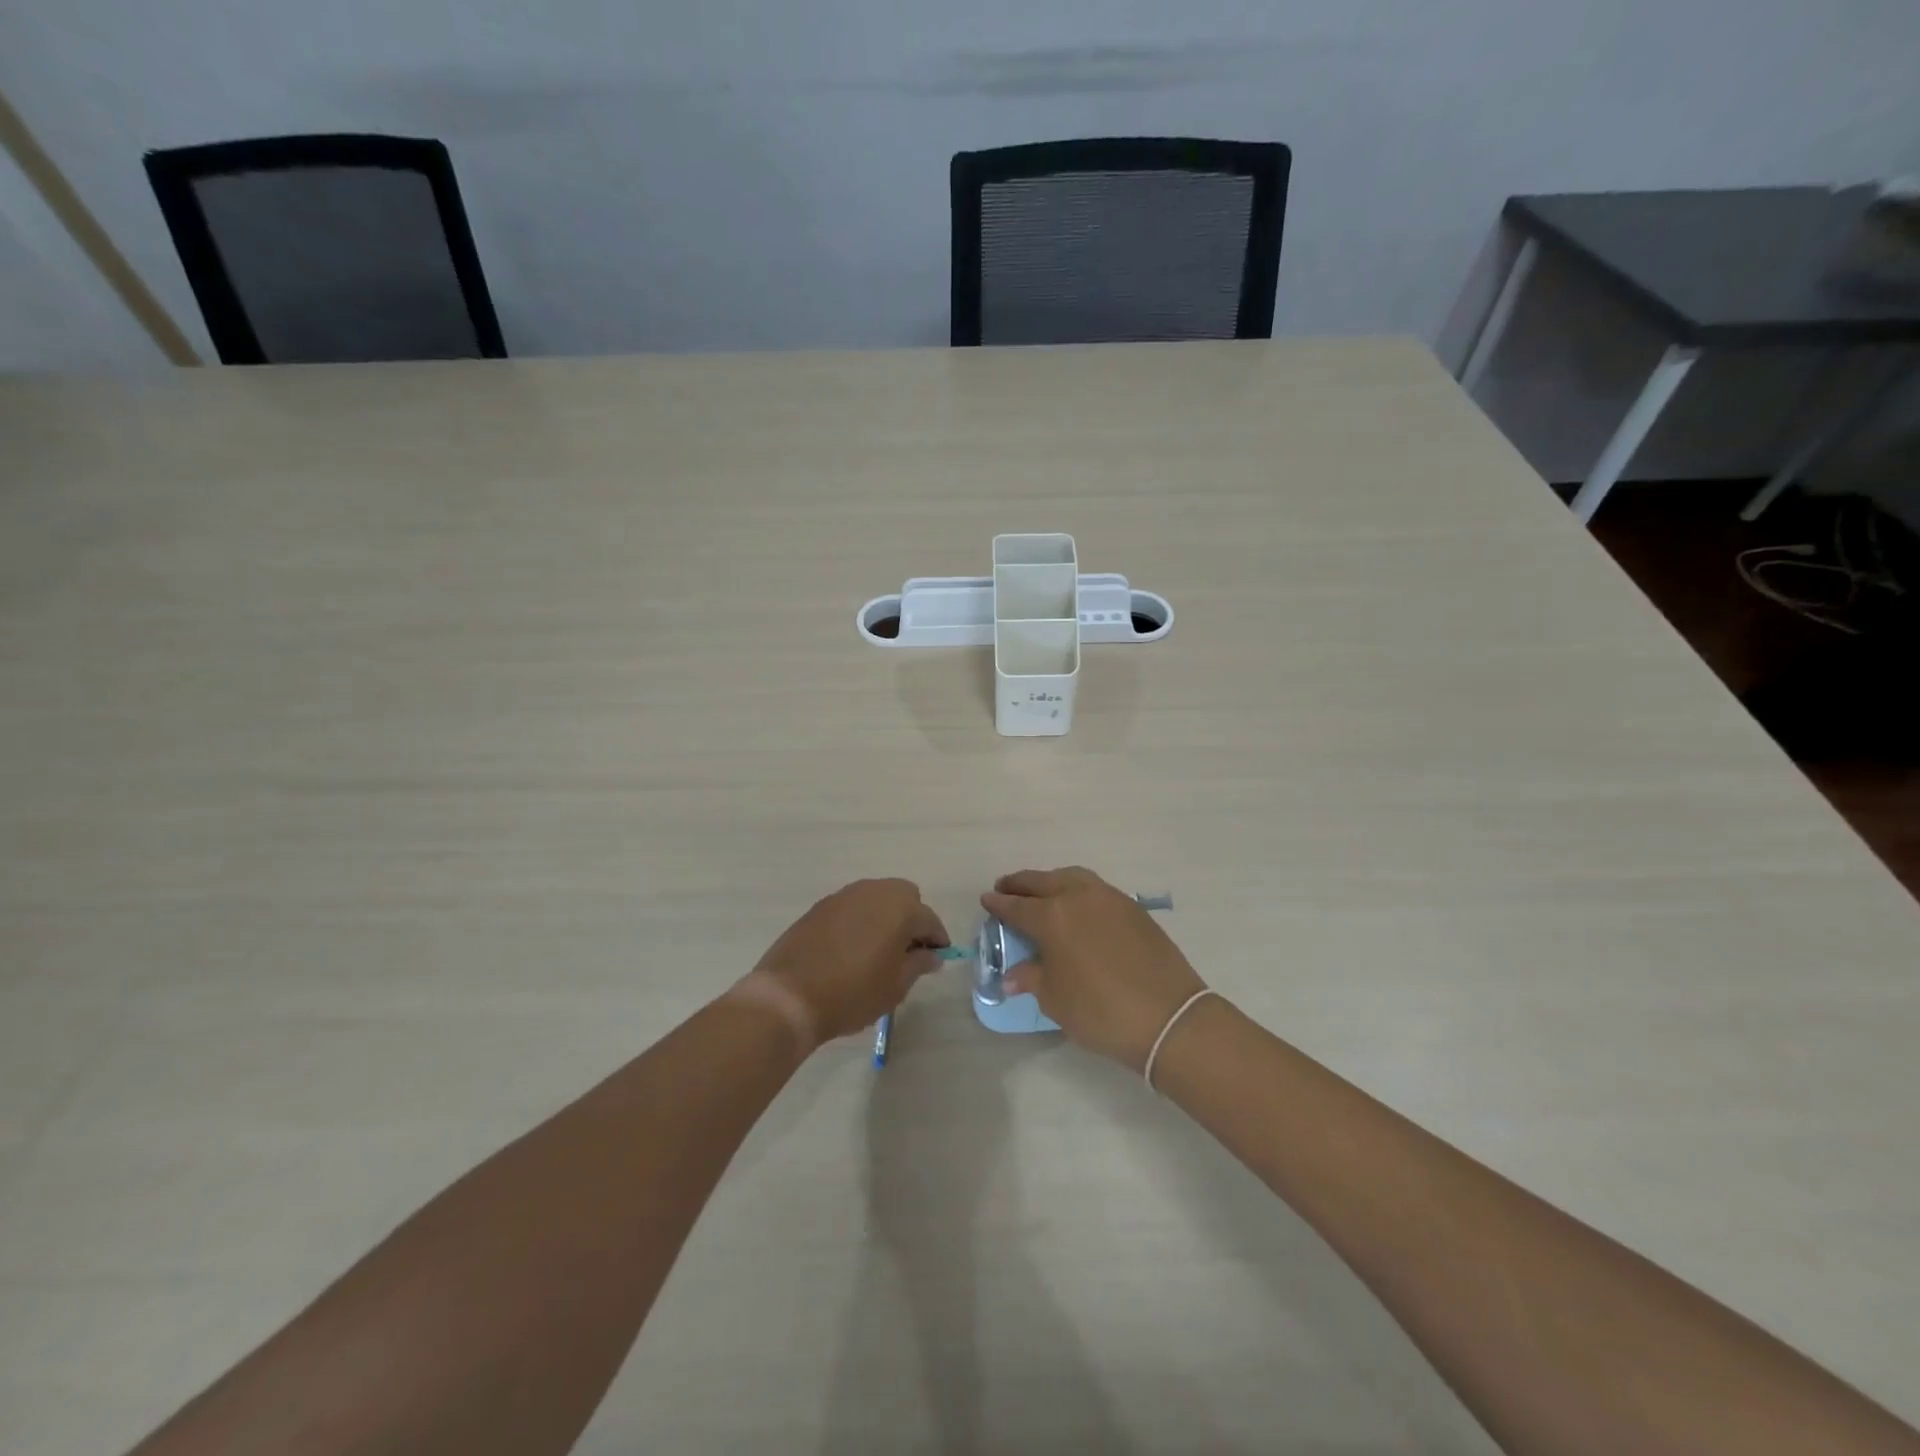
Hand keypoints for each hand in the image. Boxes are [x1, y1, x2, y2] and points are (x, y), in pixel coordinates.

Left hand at [746, 879, 947, 1049]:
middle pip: (905, 896)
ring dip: (885, 916)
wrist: (789, 996)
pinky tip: (852, 947)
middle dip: (912, 919)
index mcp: (900, 908)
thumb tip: (932, 955)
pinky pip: (852, 906)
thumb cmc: (852, 993)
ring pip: (877, 897)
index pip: (930, 920)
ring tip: (879, 949)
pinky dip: (860, 920)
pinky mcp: (821, 905)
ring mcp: (844, 895)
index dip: (937, 940)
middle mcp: (874, 892)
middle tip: (907, 951)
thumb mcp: (895, 986)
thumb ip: (918, 965)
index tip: (937, 958)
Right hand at [982, 867, 1206, 1070]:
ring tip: (1040, 892)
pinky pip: (1094, 888)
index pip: (1017, 906)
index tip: (986, 899)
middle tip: (1006, 888)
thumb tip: (1012, 976)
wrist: (1169, 1017)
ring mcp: (1109, 898)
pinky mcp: (1132, 907)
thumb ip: (1031, 979)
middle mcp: (1078, 897)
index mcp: (1052, 917)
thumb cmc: (1101, 1011)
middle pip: (1042, 882)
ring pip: (1071, 877)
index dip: (999, 903)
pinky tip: (1075, 906)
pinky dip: (1076, 889)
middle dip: (1021, 884)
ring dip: (1051, 881)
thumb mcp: (1055, 1000)